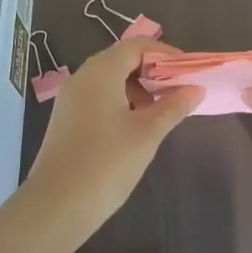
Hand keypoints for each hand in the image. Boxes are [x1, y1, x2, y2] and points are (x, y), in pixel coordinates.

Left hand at [19, 39, 202, 252]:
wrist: (55, 206)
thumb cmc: (106, 164)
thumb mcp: (146, 134)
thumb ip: (172, 107)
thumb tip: (196, 88)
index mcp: (102, 71)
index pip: (138, 46)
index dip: (165, 54)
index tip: (188, 72)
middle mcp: (83, 76)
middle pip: (122, 58)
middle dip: (152, 71)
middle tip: (178, 91)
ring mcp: (71, 97)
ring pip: (110, 78)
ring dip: (137, 87)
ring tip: (159, 112)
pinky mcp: (66, 117)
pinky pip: (98, 95)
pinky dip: (120, 100)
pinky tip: (134, 126)